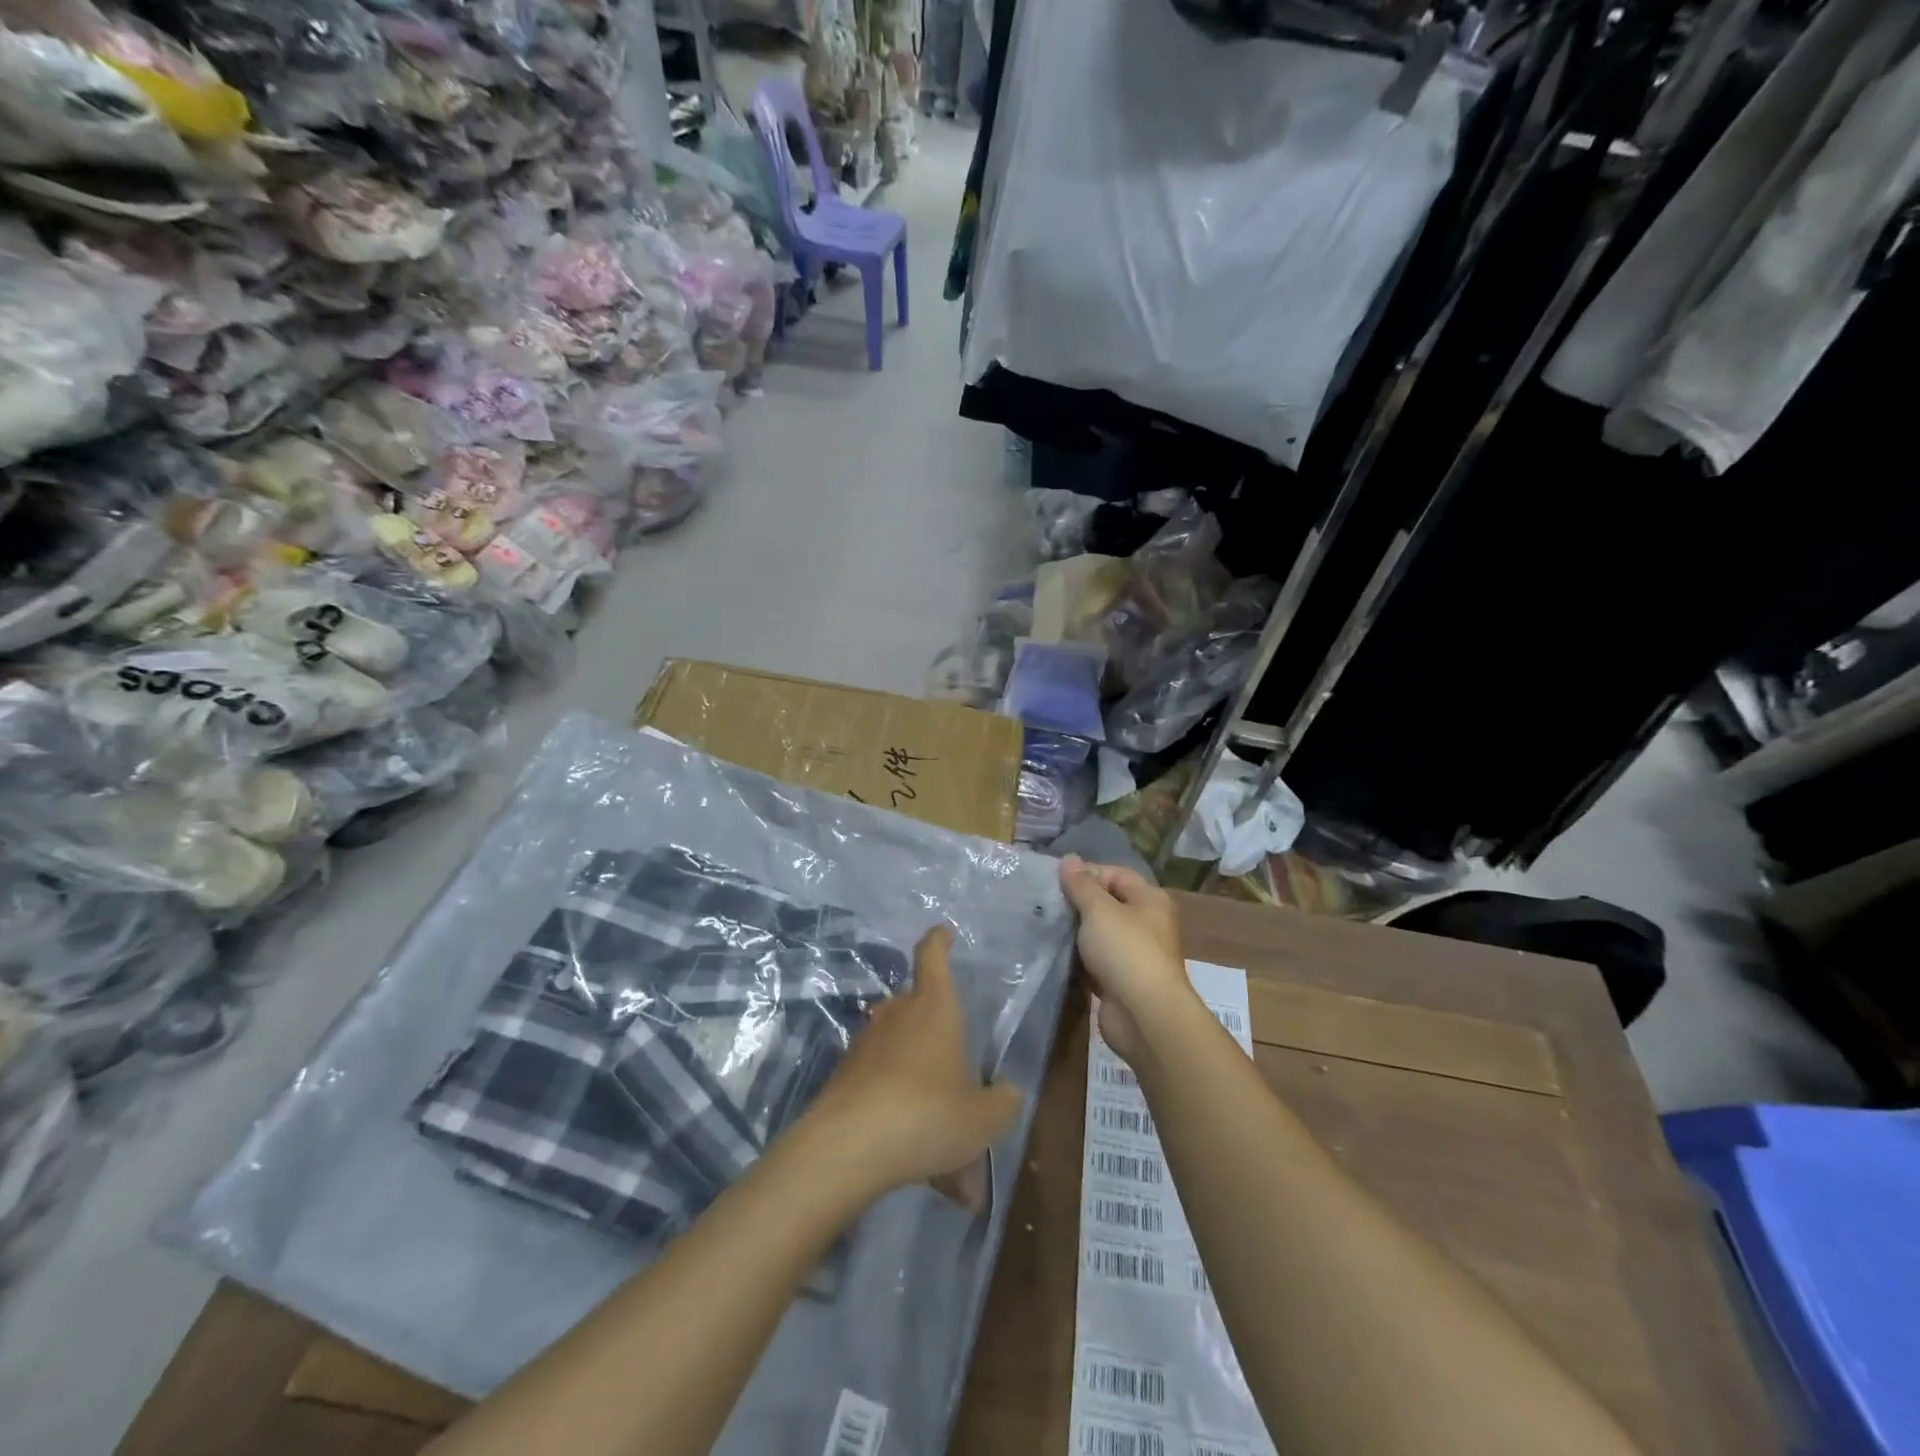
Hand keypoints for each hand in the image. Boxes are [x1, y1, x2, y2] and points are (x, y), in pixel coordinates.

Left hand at [799, 925, 1021, 1208]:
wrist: (846, 1148)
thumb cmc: (927, 1115)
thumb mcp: (983, 1118)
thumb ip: (1002, 1102)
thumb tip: (1006, 1092)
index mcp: (933, 1008)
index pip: (932, 957)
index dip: (938, 941)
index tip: (942, 932)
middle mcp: (896, 1015)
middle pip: (917, 1009)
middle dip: (938, 1037)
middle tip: (959, 1079)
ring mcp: (864, 1045)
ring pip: (900, 1055)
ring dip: (920, 1086)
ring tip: (944, 1146)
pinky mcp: (843, 1078)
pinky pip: (881, 1087)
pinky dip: (898, 1113)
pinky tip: (915, 1159)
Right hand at [1059, 855, 1196, 1062]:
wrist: (1144, 1015)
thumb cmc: (1125, 951)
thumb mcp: (1099, 910)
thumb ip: (1081, 884)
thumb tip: (1069, 859)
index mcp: (1150, 900)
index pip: (1116, 874)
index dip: (1088, 873)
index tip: (1057, 881)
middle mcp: (1147, 924)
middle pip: (1108, 904)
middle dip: (1078, 904)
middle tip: (1046, 904)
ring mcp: (1135, 955)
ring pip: (1100, 935)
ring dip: (1076, 934)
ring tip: (1045, 927)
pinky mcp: (1121, 982)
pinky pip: (1096, 963)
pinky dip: (1079, 960)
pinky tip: (1055, 956)